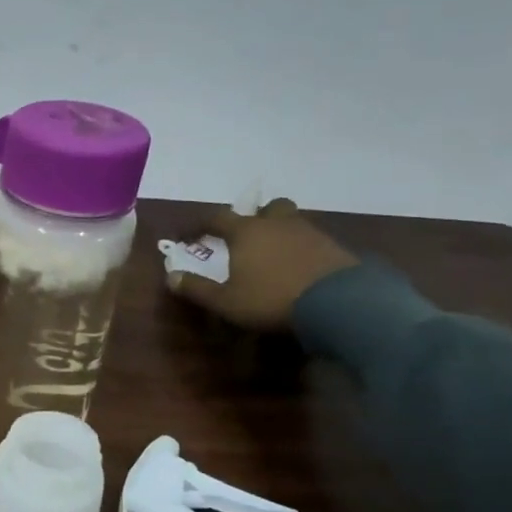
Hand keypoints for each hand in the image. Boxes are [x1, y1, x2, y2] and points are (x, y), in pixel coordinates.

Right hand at [167, 198, 357, 329]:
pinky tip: (301, 269)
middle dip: (255, 217)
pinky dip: (303, 250)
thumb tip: (170, 277)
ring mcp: (311, 233)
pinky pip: (314, 241)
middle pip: (267, 208)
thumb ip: (197, 289)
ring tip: (275, 254)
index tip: (186, 235)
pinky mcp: (336, 249)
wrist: (341, 304)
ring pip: (293, 222)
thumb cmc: (272, 299)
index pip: (216, 218)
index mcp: (246, 232)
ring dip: (281, 232)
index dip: (198, 225)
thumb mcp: (226, 301)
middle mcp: (278, 224)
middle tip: (246, 235)